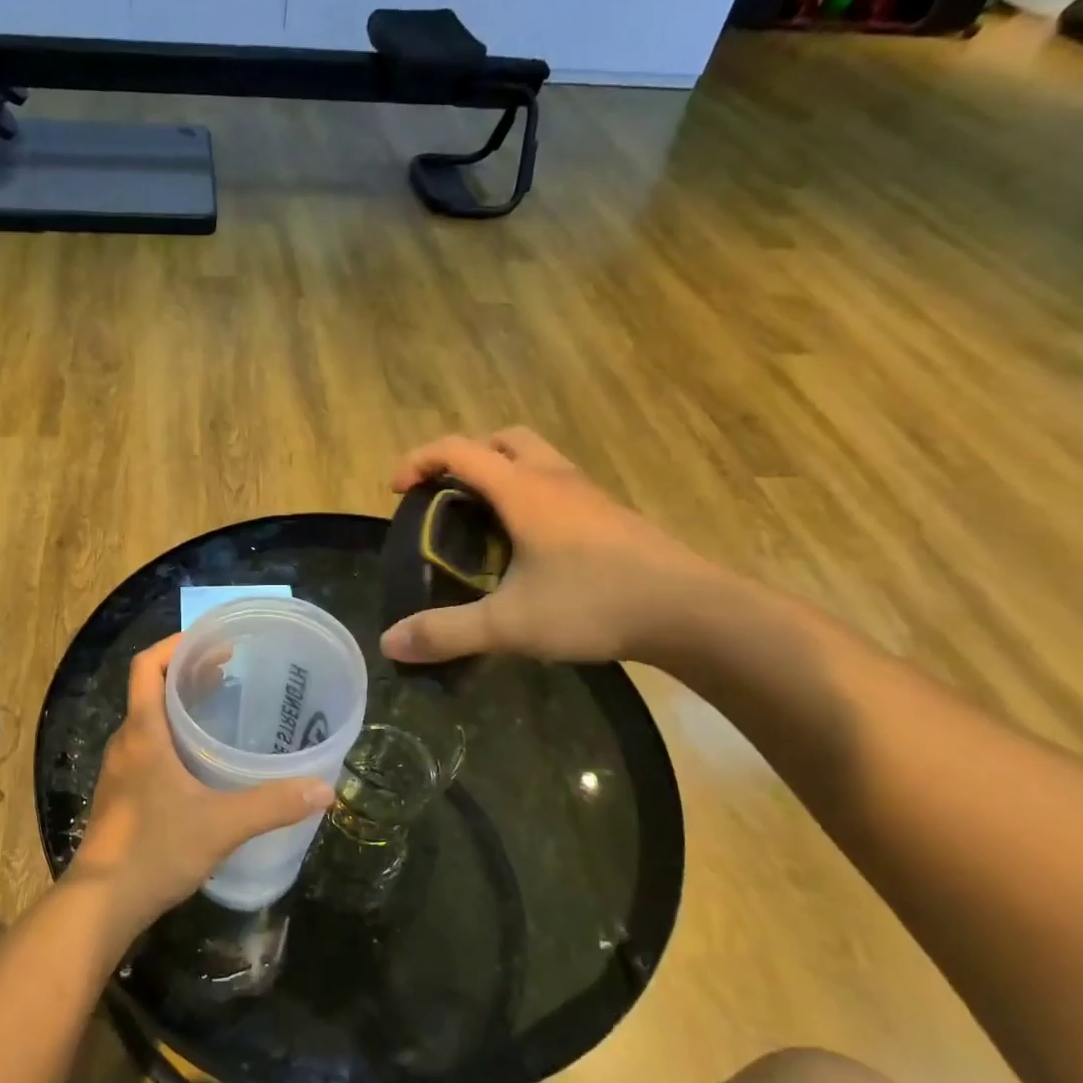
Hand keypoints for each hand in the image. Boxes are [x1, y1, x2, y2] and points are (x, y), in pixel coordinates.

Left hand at [68, 636, 334, 926]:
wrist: (101, 904)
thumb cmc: (155, 850)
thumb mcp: (221, 824)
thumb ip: (272, 804)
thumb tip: (324, 789)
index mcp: (142, 732)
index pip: (147, 666)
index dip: (175, 645)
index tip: (212, 642)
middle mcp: (127, 742)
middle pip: (151, 689)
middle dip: (187, 673)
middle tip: (231, 671)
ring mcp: (120, 770)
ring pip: (149, 720)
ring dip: (180, 706)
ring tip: (222, 707)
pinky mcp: (122, 794)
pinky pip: (148, 746)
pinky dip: (173, 736)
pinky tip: (202, 760)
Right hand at [379, 427, 720, 666]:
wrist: (691, 612)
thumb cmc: (594, 604)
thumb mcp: (509, 624)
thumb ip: (447, 632)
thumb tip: (390, 643)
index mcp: (524, 490)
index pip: (458, 450)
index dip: (419, 461)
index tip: (397, 491)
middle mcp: (555, 479)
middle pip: (503, 440)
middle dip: (466, 457)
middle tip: (447, 495)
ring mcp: (589, 495)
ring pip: (536, 460)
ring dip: (502, 474)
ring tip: (484, 521)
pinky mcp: (610, 517)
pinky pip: (558, 487)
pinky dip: (531, 497)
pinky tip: (530, 547)